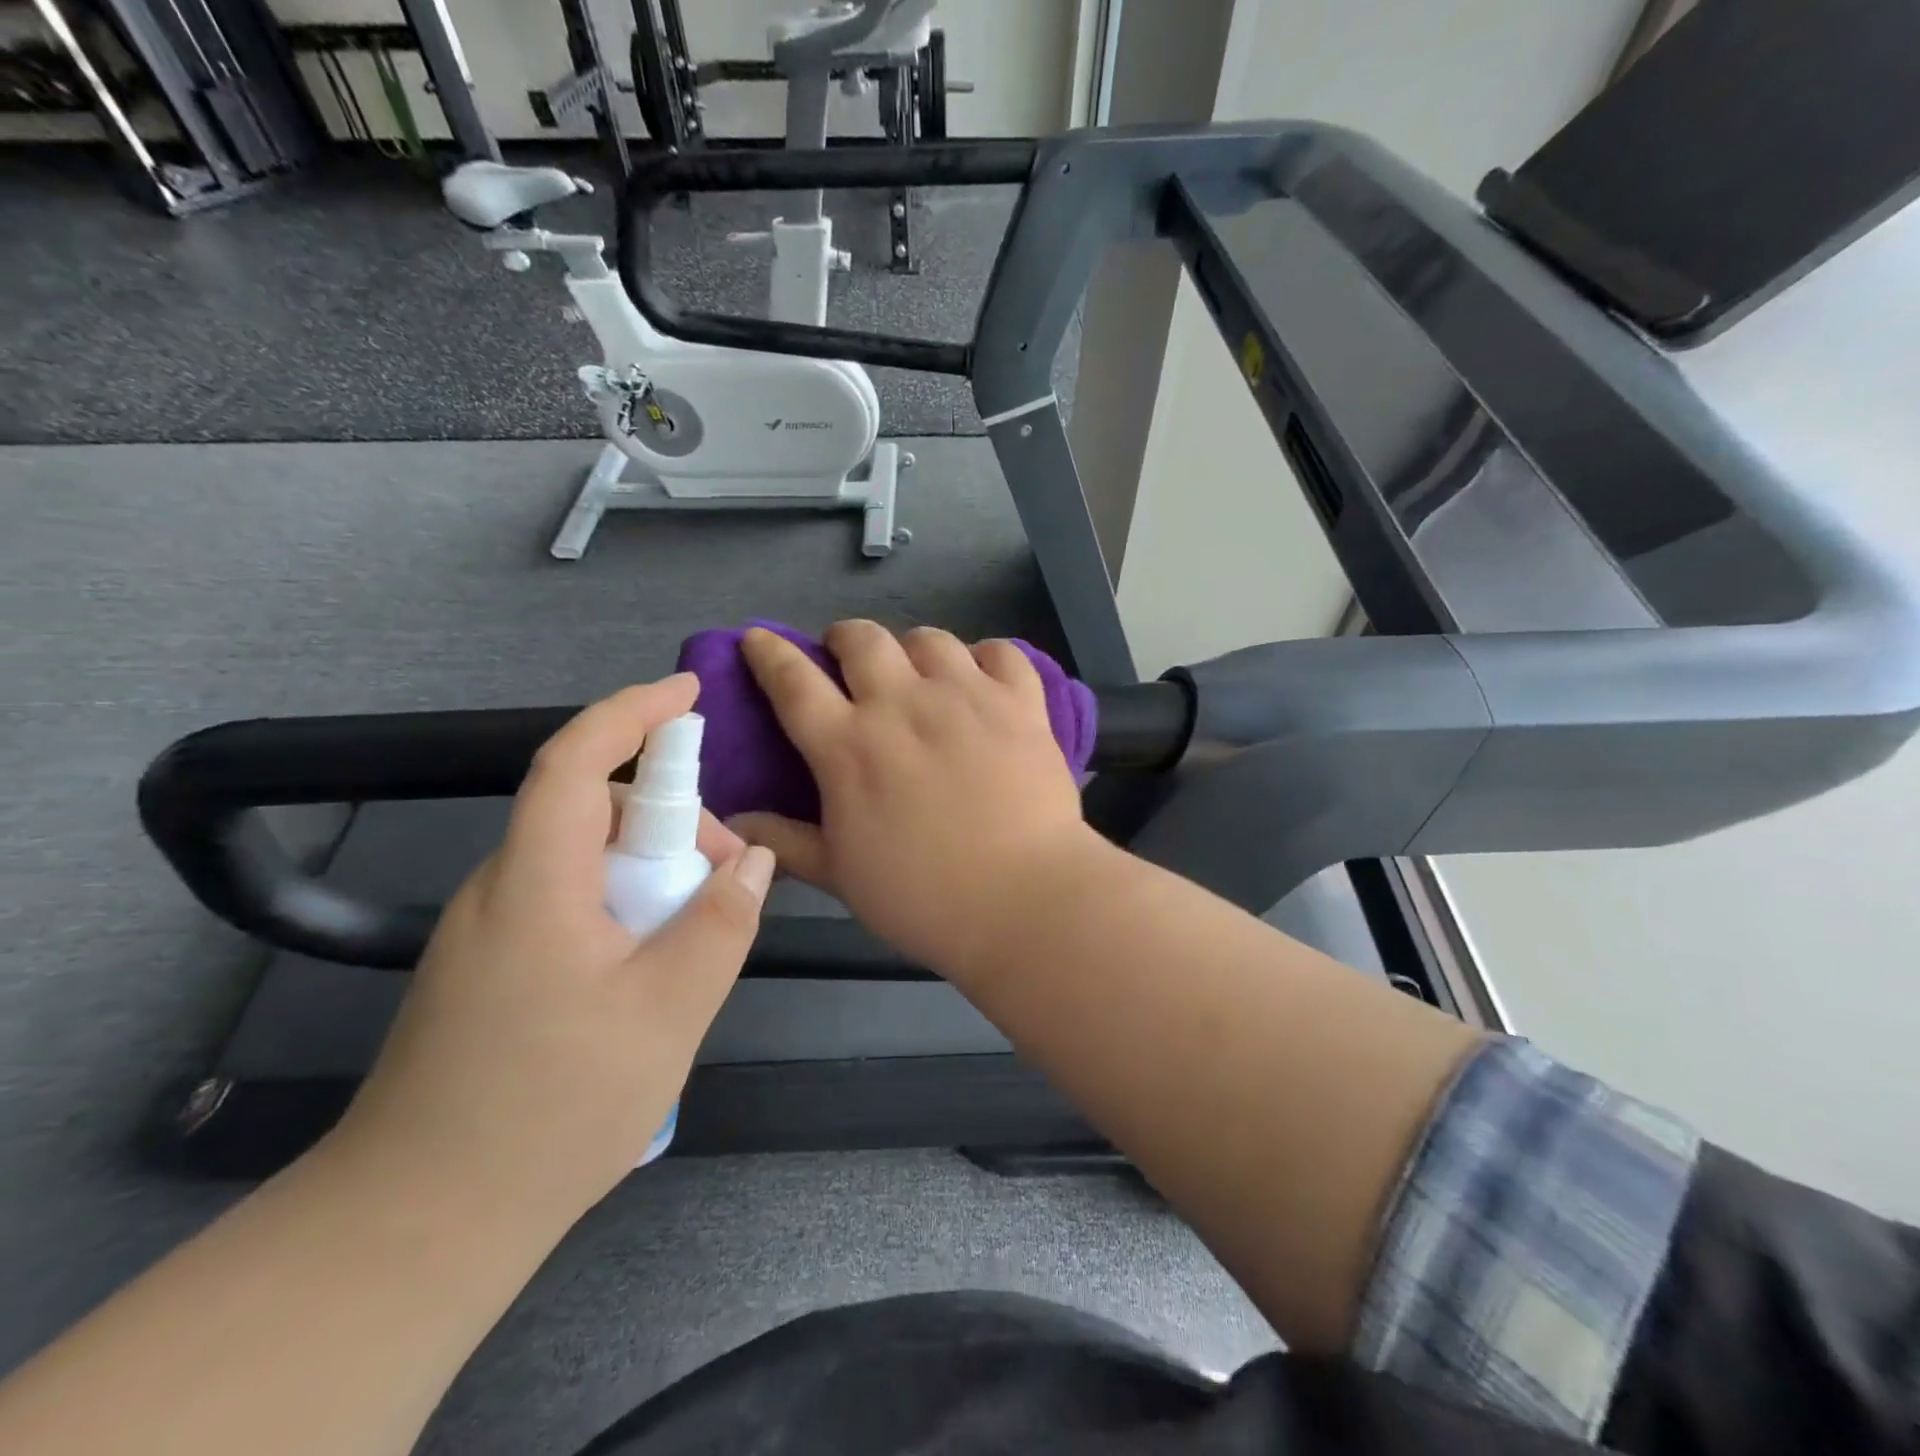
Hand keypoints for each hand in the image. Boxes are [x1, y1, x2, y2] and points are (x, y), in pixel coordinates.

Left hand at [334, 676, 775, 1223]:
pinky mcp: (490, 968)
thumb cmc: (552, 1108)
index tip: (689, 694)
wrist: (419, 1225)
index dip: (631, 712)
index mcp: (536, 882)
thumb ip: (720, 923)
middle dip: (670, 820)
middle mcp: (502, 889)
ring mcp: (489, 931)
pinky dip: (625, 904)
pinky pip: (570, 901)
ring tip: (697, 934)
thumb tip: (753, 859)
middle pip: (591, 810)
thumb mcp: (668, 1011)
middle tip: (727, 876)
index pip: (575, 760)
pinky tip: (653, 967)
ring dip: (651, 870)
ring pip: (584, 860)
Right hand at [730, 621, 1096, 976]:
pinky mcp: (1020, 702)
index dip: (769, 653)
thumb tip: (734, 820)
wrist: (1023, 900)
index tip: (759, 639)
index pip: (793, 681)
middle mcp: (902, 704)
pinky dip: (985, 657)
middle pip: (862, 639)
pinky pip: (1000, 652)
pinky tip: (982, 679)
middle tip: (849, 662)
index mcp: (849, 745)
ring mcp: (966, 696)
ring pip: (929, 639)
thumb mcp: (841, 875)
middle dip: (845, 640)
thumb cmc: (922, 896)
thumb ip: (786, 841)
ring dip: (913, 649)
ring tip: (918, 673)